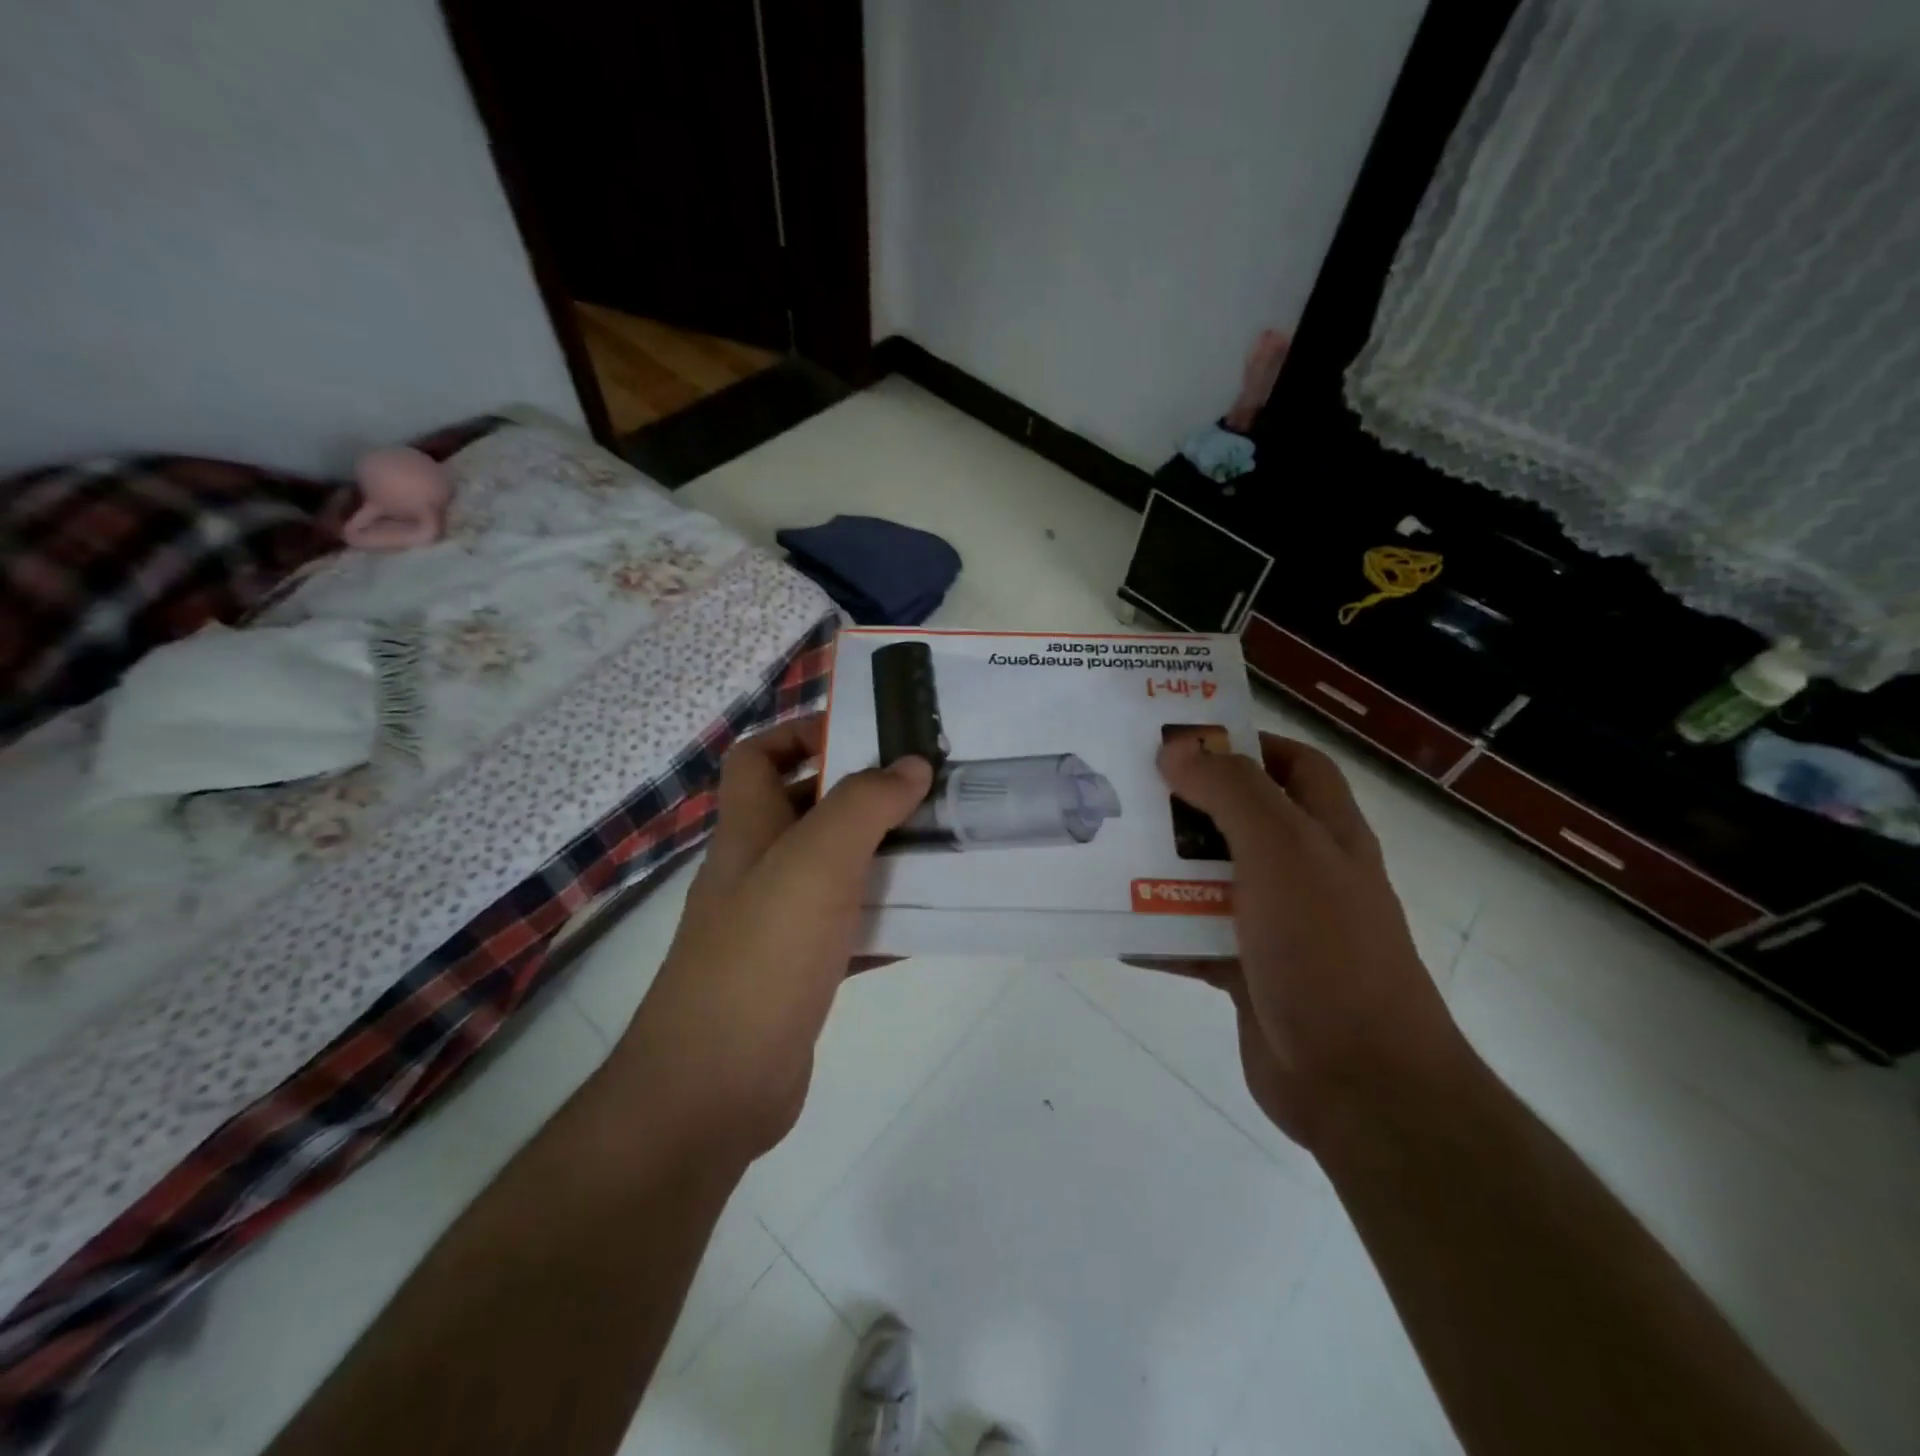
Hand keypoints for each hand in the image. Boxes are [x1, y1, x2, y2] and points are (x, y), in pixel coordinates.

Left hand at [613, 717, 931, 1159]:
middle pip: (808, 811)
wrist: (714, 1088)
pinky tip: (931, 923)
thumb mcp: (815, 863)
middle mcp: (759, 870)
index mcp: (750, 831)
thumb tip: (911, 764)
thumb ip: (864, 805)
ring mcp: (778, 925)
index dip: (801, 733)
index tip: (866, 738)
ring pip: (837, 873)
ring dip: (884, 859)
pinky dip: (886, 921)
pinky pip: (850, 931)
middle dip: (864, 797)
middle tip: (929, 792)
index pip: (756, 756)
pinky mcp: (800, 974)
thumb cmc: (760, 957)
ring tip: (944, 848)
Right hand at [1152, 732, 1472, 1151]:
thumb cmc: (1326, 949)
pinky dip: (1158, 933)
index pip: (1295, 765)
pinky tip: (1116, 929)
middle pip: (1240, 819)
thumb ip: (1232, 792)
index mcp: (1326, 833)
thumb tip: (1178, 750)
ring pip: (1210, 880)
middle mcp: (1304, 872)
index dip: (1247, 743)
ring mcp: (1276, 925)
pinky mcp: (1247, 972)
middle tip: (1128, 789)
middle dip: (1188, 804)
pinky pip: (1192, 939)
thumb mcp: (1282, 851)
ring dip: (1164, 867)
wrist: (1359, 1081)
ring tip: (1107, 850)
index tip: (1184, 740)